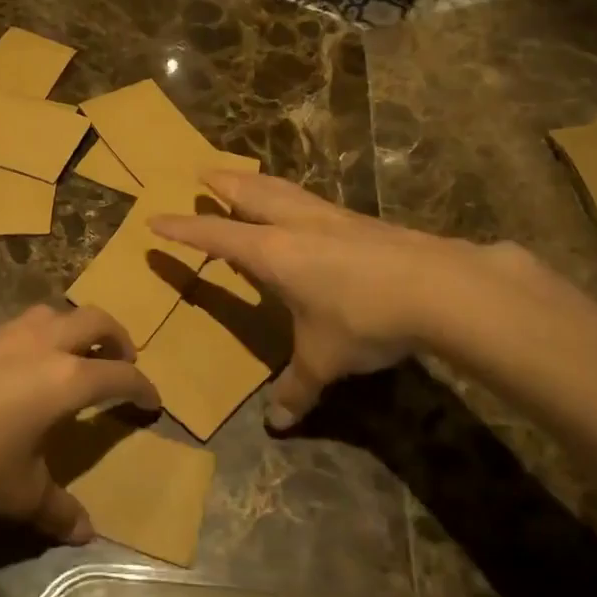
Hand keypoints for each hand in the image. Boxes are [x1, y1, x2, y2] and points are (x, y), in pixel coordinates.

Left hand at [0, 305, 158, 541]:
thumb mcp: (20, 495)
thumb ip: (58, 510)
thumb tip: (86, 534)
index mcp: (65, 379)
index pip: (120, 375)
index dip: (143, 387)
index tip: (153, 401)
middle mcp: (41, 344)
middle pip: (95, 321)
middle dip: (118, 337)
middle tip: (121, 359)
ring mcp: (3, 334)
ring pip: (52, 313)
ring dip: (72, 329)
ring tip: (69, 356)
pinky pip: (14, 327)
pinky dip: (31, 338)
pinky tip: (13, 368)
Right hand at [150, 172, 495, 427]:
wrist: (440, 287)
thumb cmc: (364, 318)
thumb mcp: (324, 359)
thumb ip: (298, 388)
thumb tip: (277, 423)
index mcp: (272, 253)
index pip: (215, 237)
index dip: (183, 231)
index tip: (155, 220)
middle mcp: (296, 226)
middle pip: (250, 194)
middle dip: (223, 184)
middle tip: (203, 174)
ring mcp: (332, 217)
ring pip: (285, 190)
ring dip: (259, 182)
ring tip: (248, 179)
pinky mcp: (363, 221)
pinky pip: (314, 201)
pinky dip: (295, 197)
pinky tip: (307, 210)